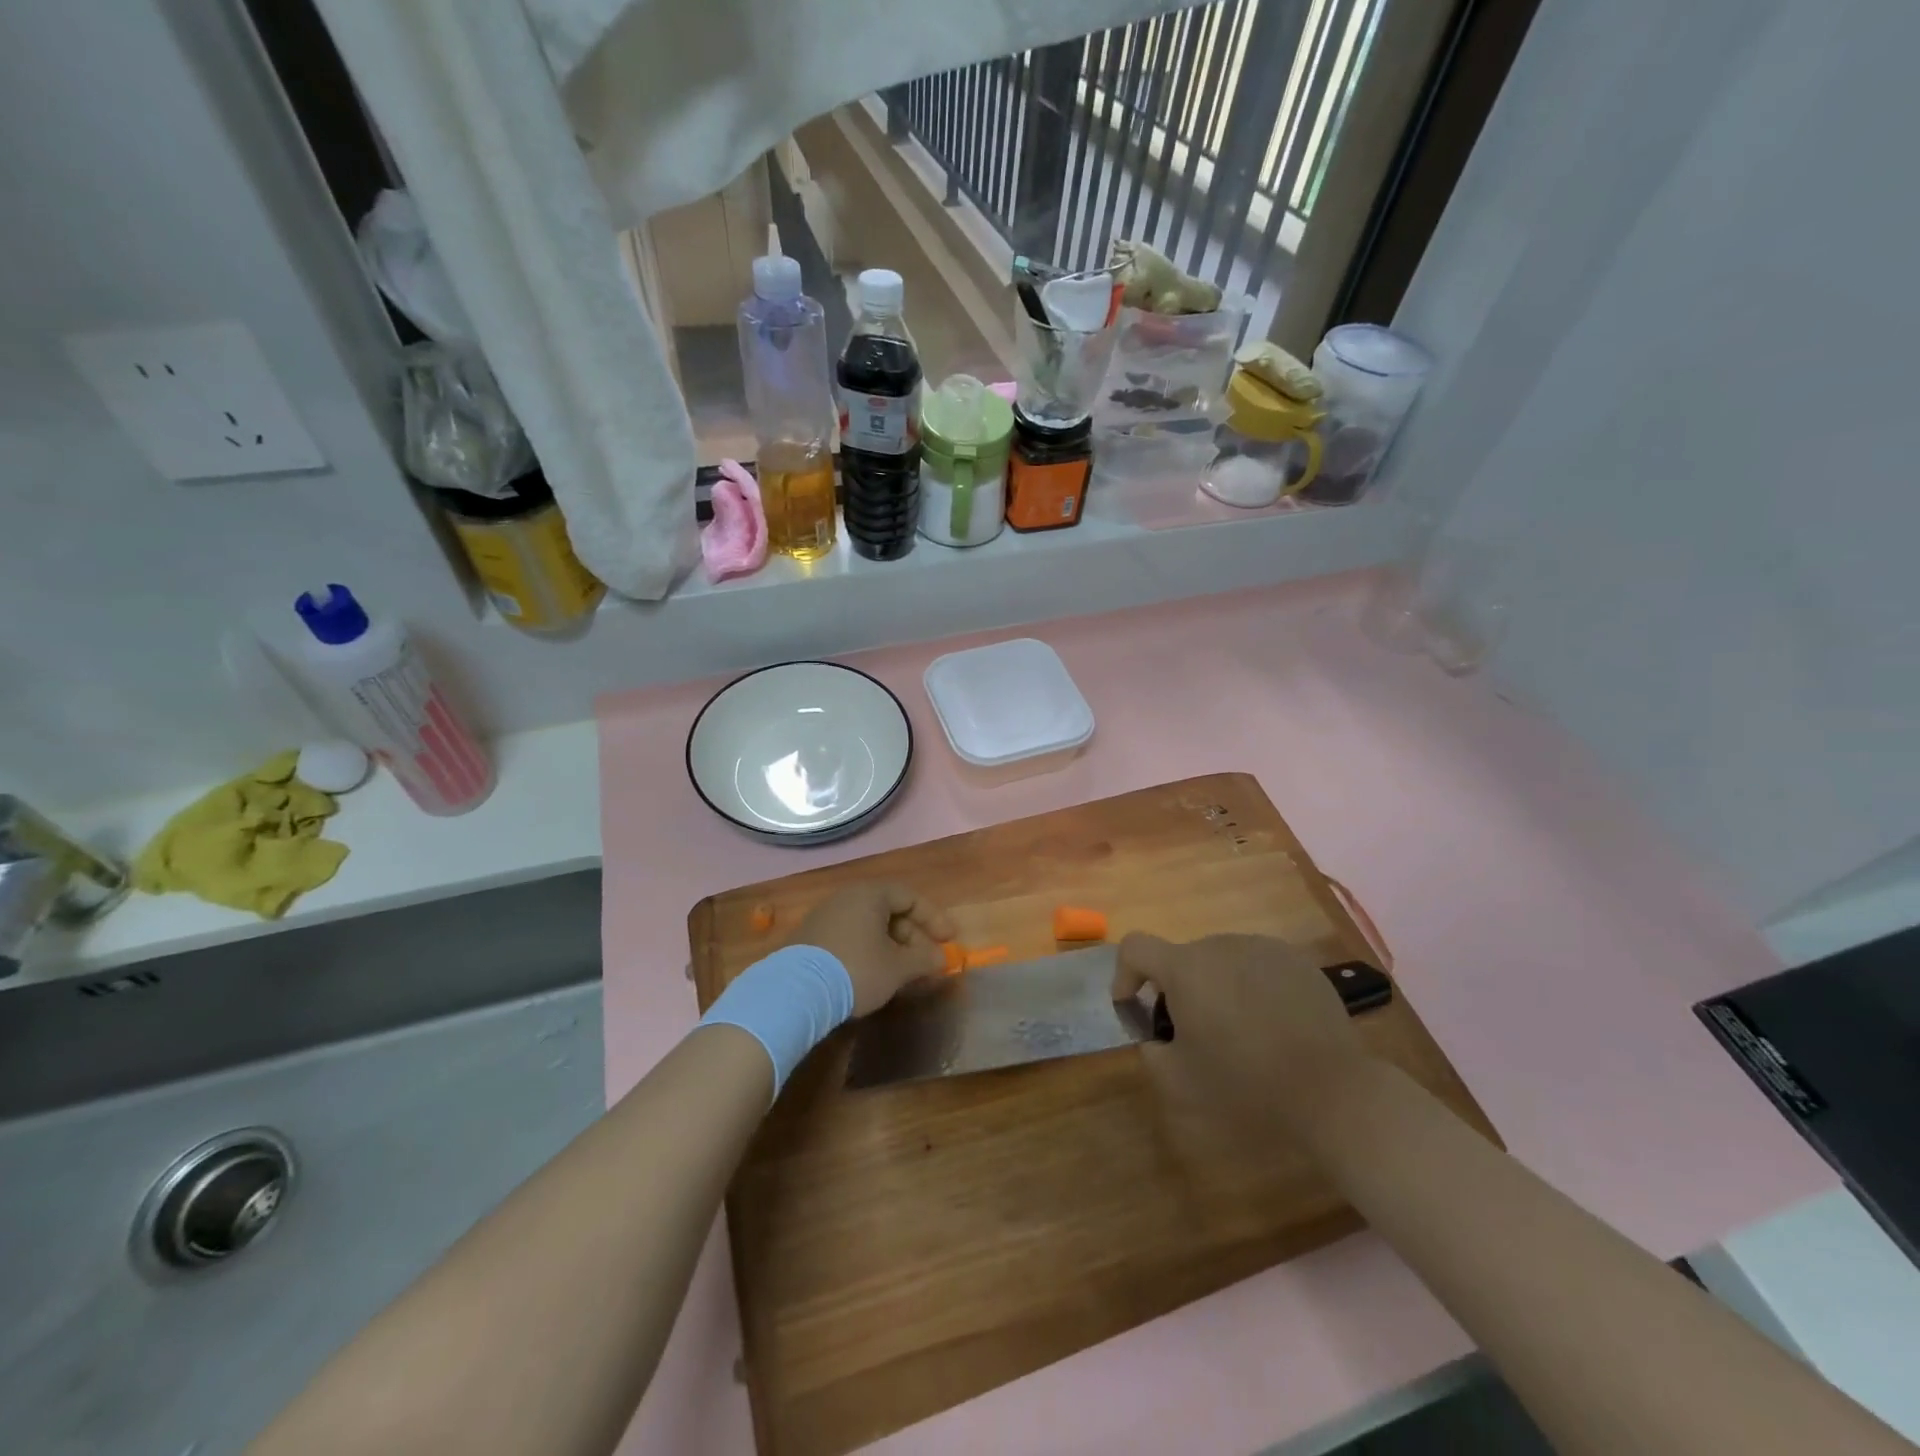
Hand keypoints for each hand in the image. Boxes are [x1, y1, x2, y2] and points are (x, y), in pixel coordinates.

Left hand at [793, 883, 956, 1015]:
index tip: (948, 940)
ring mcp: (823, 917)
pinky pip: (848, 937)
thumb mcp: (897, 968)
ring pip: (867, 926)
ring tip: (900, 972)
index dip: (933, 918)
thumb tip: (941, 959)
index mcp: (870, 895)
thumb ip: (924, 959)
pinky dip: (866, 951)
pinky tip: (870, 976)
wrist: (795, 993)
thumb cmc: (856, 969)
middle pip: (888, 910)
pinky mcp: (808, 939)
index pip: (910, 896)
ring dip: (889, 946)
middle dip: (911, 936)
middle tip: (924, 961)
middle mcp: (845, 898)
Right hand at [1112, 932, 1370, 1134]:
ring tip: (1240, 1032)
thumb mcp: (1180, 1083)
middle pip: (1182, 959)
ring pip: (1221, 962)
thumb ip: (1151, 1053)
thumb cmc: (1247, 1085)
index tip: (1135, 1008)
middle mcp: (1220, 944)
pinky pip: (1257, 966)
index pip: (1135, 947)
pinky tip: (1274, 1026)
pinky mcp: (1297, 961)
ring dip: (1217, 988)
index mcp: (1186, 968)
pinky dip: (1252, 988)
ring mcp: (1262, 948)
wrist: (1333, 1091)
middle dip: (1179, 992)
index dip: (1125, 973)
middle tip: (1196, 1035)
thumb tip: (1154, 1037)